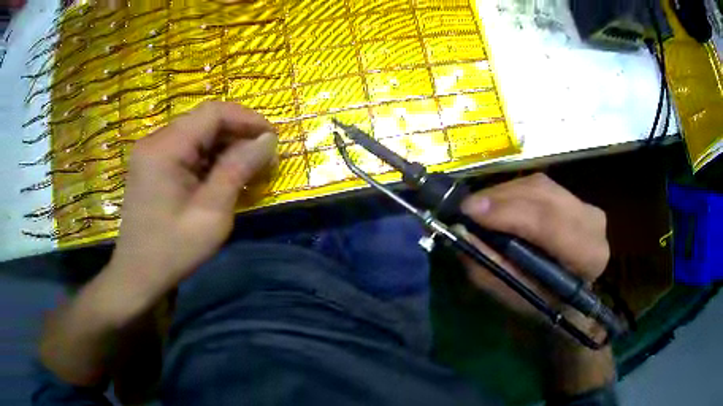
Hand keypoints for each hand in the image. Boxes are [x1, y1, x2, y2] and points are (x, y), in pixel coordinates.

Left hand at [108, 101, 277, 295]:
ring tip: (247, 168)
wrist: (138, 274)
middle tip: (263, 157)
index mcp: (165, 148)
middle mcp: (154, 140)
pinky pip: (185, 148)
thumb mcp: (211, 214)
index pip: (213, 113)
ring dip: (224, 145)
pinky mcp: (151, 164)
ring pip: (196, 133)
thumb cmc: (173, 250)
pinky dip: (208, 156)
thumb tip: (268, 140)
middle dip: (237, 134)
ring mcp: (150, 151)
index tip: (272, 139)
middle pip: (203, 120)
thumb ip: (238, 170)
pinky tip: (221, 175)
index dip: (247, 119)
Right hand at [460, 173, 609, 317]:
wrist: (573, 297)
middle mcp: (593, 222)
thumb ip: (493, 268)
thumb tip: (463, 233)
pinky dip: (512, 192)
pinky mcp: (575, 197)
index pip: (550, 223)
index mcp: (589, 255)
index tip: (470, 212)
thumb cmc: (546, 304)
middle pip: (542, 195)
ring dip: (503, 194)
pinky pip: (538, 185)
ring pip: (538, 185)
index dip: (509, 214)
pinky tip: (497, 204)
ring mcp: (586, 205)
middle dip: (500, 199)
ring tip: (478, 208)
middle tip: (467, 208)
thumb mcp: (517, 296)